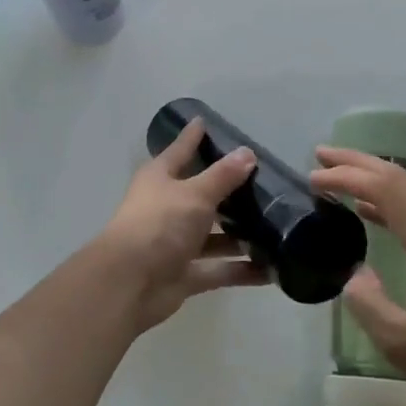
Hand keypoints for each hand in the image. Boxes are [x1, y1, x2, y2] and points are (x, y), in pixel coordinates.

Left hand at [98, 118, 265, 330]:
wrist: (129, 284)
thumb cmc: (159, 224)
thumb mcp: (195, 193)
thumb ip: (223, 176)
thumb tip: (247, 153)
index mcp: (160, 179)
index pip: (180, 150)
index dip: (193, 137)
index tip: (205, 121)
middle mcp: (167, 207)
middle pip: (201, 194)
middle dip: (229, 191)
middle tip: (264, 181)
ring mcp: (175, 242)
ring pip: (213, 235)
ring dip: (240, 235)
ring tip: (275, 227)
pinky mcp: (184, 274)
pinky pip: (219, 269)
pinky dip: (242, 270)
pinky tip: (271, 270)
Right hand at [310, 147, 405, 405]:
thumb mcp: (399, 341)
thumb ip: (366, 301)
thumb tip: (354, 272)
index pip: (386, 189)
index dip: (347, 177)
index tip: (313, 177)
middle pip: (399, 179)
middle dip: (357, 163)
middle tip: (319, 155)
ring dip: (372, 177)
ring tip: (335, 174)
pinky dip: (388, 201)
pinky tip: (366, 209)